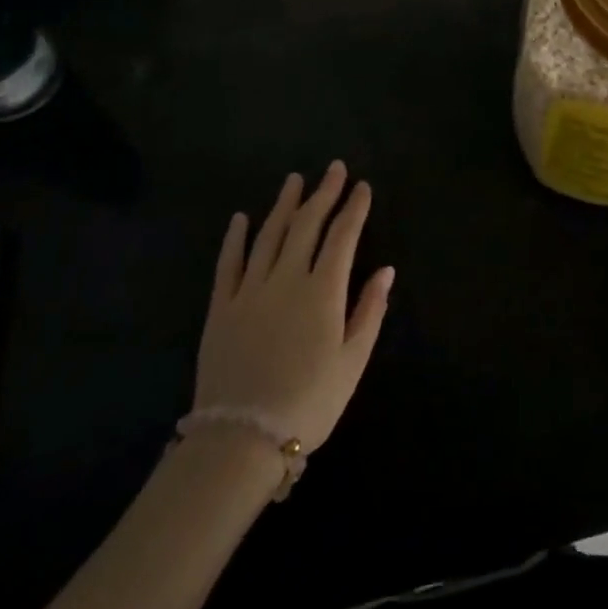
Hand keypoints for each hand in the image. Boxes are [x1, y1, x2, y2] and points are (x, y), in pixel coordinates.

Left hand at [195, 160, 394, 450]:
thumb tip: (386, 269)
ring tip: (295, 179)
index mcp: (323, 291)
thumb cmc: (309, 402)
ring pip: (269, 235)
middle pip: (307, 224)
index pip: (343, 236)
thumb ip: (370, 311)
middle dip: (323, 193)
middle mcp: (287, 278)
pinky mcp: (221, 307)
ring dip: (284, 204)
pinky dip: (236, 238)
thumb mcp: (353, 361)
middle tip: (334, 168)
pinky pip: (228, 263)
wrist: (240, 440)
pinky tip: (241, 218)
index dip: (354, 208)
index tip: (362, 186)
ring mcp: (250, 290)